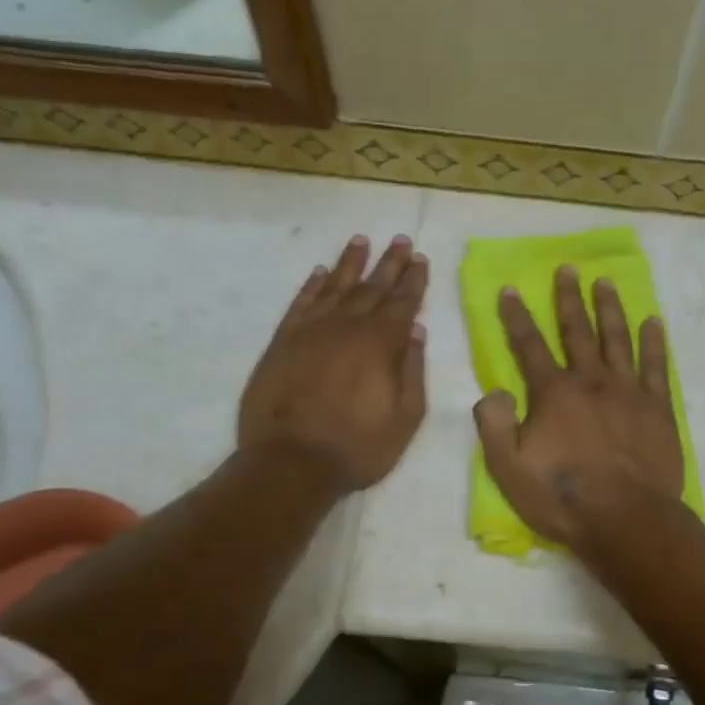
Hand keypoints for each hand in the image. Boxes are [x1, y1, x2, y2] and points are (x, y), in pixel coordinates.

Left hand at [239, 235, 428, 490]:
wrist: (290, 464)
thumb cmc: (357, 447)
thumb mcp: (405, 418)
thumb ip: (413, 371)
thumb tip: (417, 331)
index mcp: (381, 344)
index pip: (403, 303)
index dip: (414, 280)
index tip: (421, 259)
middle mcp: (347, 327)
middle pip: (373, 287)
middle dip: (390, 262)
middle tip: (401, 240)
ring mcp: (311, 331)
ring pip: (336, 286)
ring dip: (351, 263)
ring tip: (362, 241)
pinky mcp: (282, 341)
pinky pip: (301, 303)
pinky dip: (312, 285)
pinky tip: (321, 272)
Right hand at [474, 265, 683, 549]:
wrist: (626, 519)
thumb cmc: (562, 497)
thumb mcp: (508, 468)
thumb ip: (493, 425)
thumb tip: (494, 391)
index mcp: (553, 393)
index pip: (529, 345)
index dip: (517, 317)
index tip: (511, 289)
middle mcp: (591, 380)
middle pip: (577, 330)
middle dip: (569, 298)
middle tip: (568, 269)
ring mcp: (628, 390)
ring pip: (617, 338)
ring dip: (610, 308)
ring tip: (605, 282)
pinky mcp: (657, 407)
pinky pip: (657, 365)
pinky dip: (654, 341)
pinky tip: (653, 322)